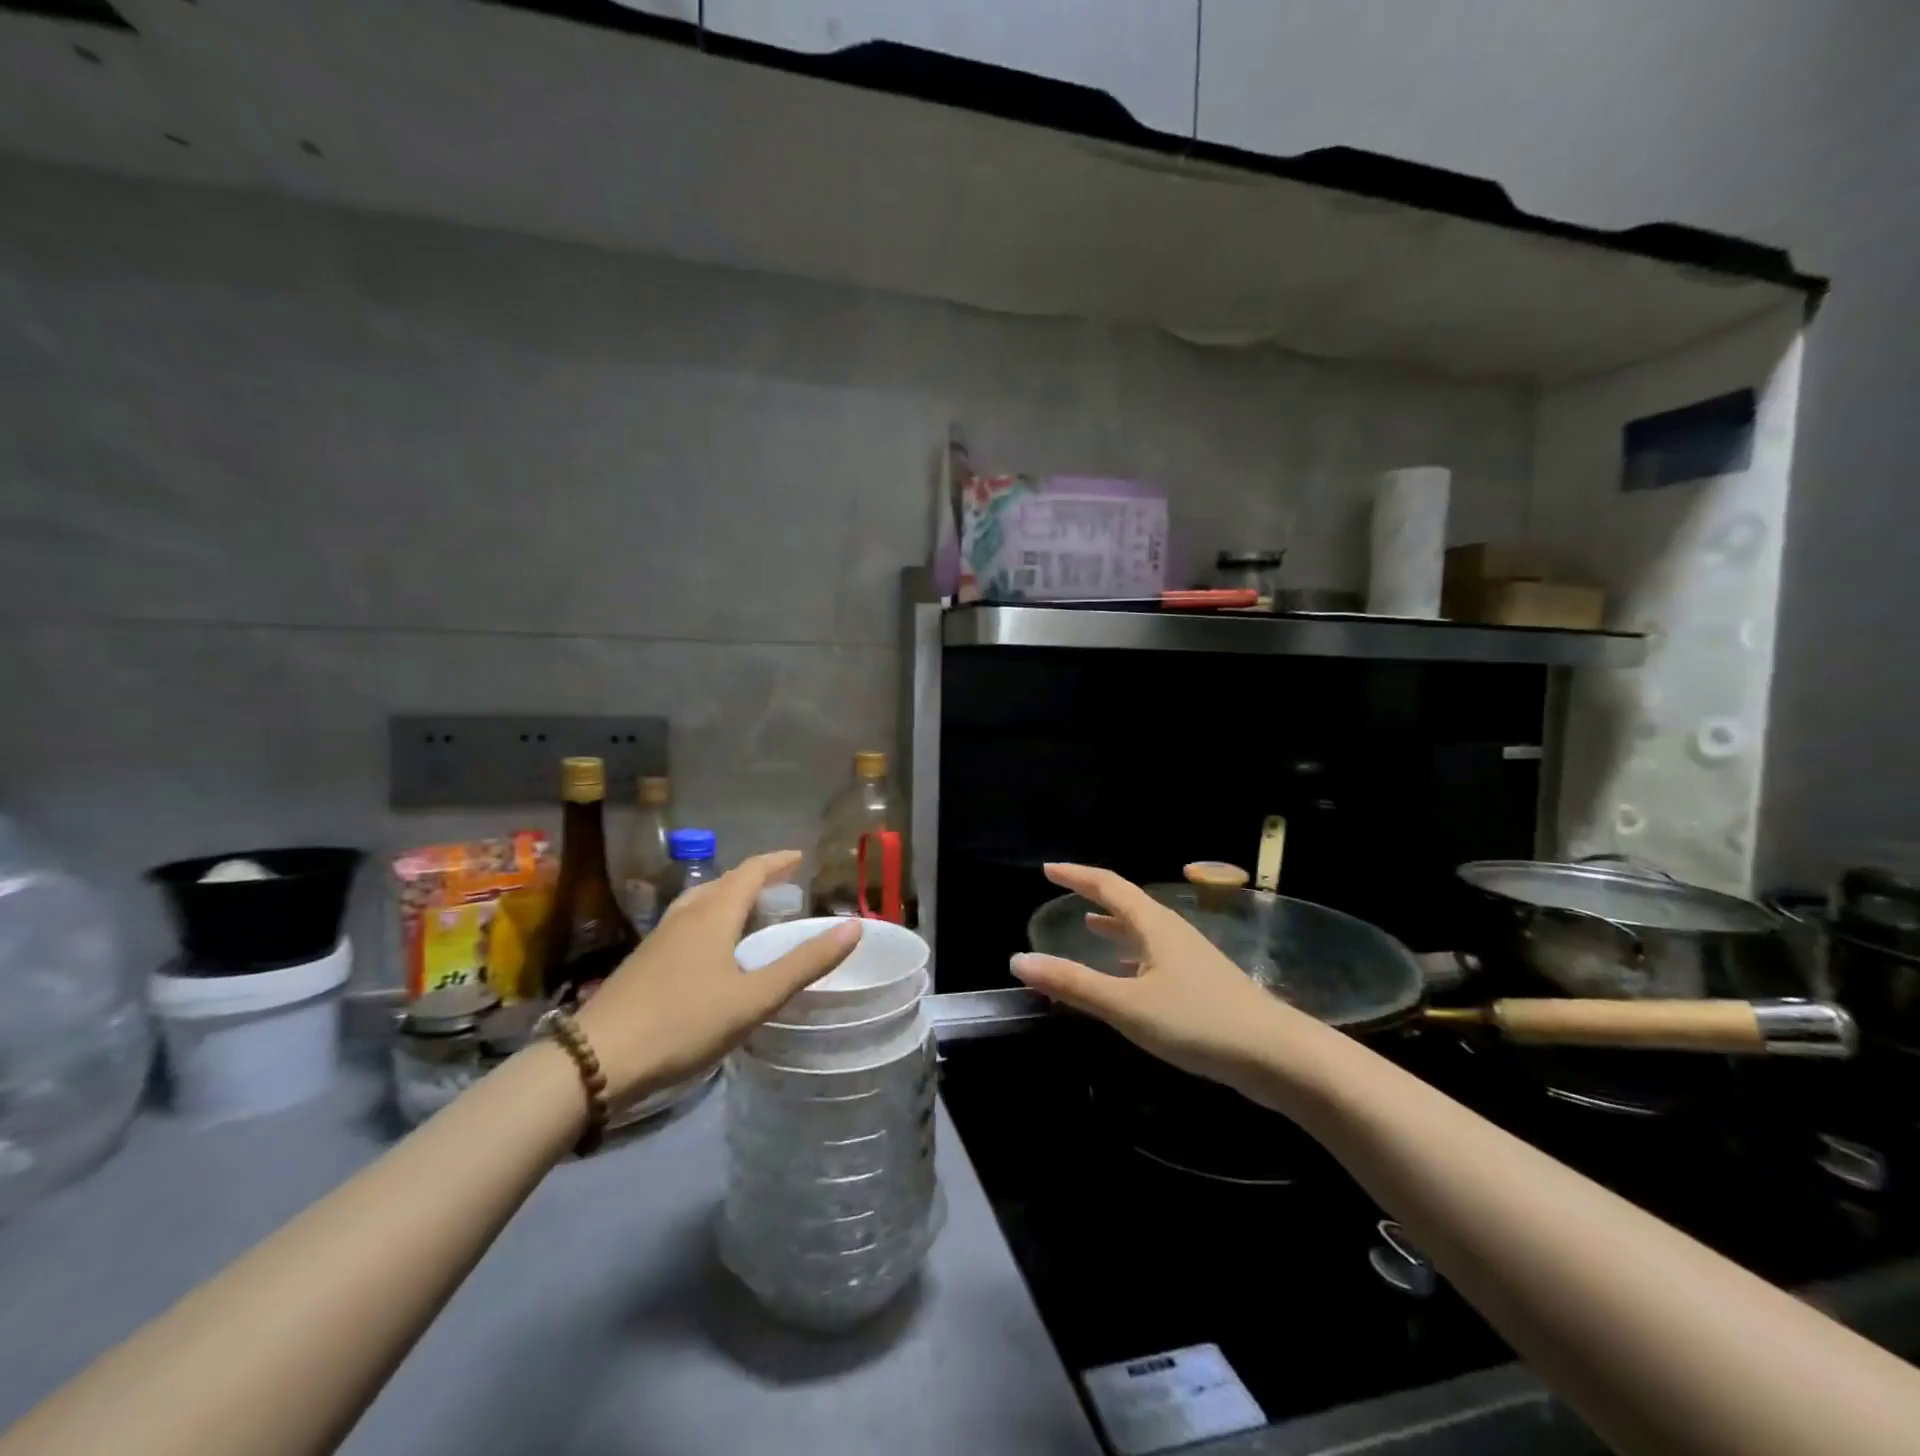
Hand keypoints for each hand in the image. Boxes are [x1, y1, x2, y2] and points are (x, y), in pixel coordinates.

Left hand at [574, 850, 860, 1103]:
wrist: (595, 1060)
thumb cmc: (683, 1023)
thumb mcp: (754, 998)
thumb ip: (804, 964)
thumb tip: (853, 927)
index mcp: (713, 915)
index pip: (750, 872)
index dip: (776, 861)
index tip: (799, 856)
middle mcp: (685, 916)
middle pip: (722, 883)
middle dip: (753, 878)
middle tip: (780, 884)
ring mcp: (659, 938)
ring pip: (699, 903)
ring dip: (727, 897)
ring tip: (747, 910)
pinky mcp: (643, 962)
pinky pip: (685, 924)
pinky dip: (709, 920)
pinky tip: (709, 950)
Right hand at [1010, 863, 1306, 1095]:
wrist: (1277, 1056)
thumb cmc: (1198, 1022)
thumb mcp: (1127, 1005)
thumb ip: (1073, 984)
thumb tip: (1019, 960)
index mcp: (1154, 925)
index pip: (1109, 886)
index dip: (1077, 875)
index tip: (1048, 869)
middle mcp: (1172, 933)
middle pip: (1128, 903)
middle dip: (1094, 895)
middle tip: (1064, 892)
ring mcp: (1190, 958)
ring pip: (1143, 931)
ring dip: (1114, 925)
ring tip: (1088, 925)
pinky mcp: (1201, 985)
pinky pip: (1154, 957)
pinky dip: (1131, 956)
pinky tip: (1127, 975)